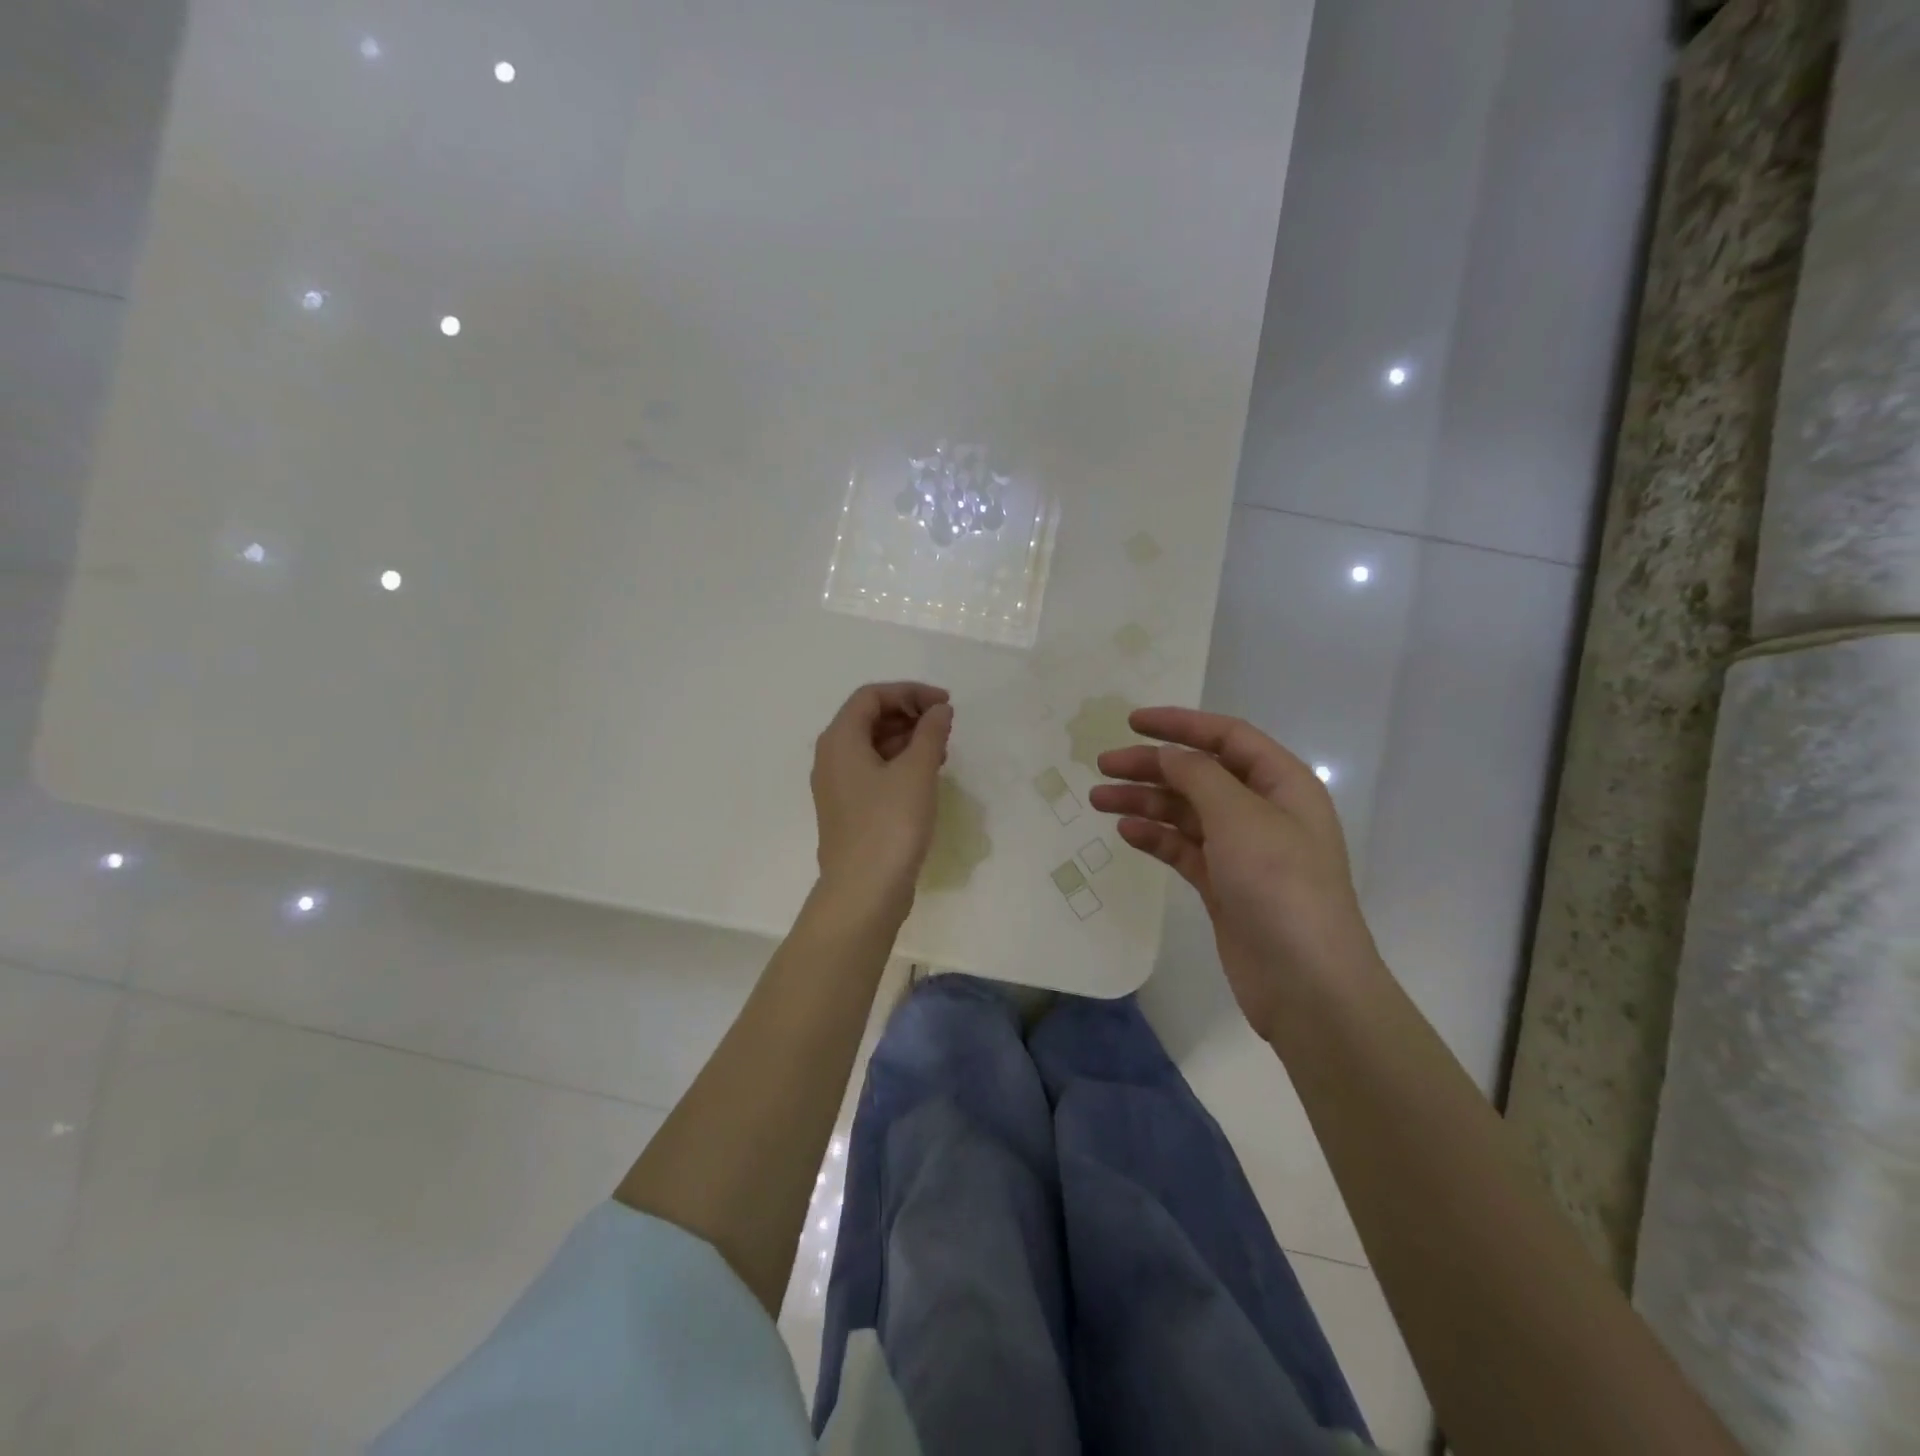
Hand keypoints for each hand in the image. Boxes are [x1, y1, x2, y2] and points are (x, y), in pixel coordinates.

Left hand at [811, 682, 953, 913]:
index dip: (910, 692)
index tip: (945, 705)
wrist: (864, 892)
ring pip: (872, 746)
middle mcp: (831, 757)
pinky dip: (899, 764)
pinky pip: (873, 771)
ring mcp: (837, 786)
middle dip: (909, 715)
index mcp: (840, 739)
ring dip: (907, 740)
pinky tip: (926, 777)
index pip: (872, 696)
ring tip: (941, 751)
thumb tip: (939, 710)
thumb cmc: (890, 824)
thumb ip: (930, 732)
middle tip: (944, 727)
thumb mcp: (917, 771)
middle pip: (869, 718)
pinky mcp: (849, 810)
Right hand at [1090, 707, 1378, 1038]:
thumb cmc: (1279, 885)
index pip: (1227, 737)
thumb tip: (1168, 754)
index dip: (1181, 724)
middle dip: (1152, 766)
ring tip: (1099, 799)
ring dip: (1145, 802)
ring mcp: (1243, 851)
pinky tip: (1126, 833)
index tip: (1132, 722)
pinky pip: (1184, 849)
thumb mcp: (1240, 817)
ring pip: (1187, 812)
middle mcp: (1263, 811)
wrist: (1306, 983)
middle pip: (1200, 774)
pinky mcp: (1224, 886)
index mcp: (1282, 784)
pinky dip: (1156, 838)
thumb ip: (1199, 775)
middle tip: (1103, 766)